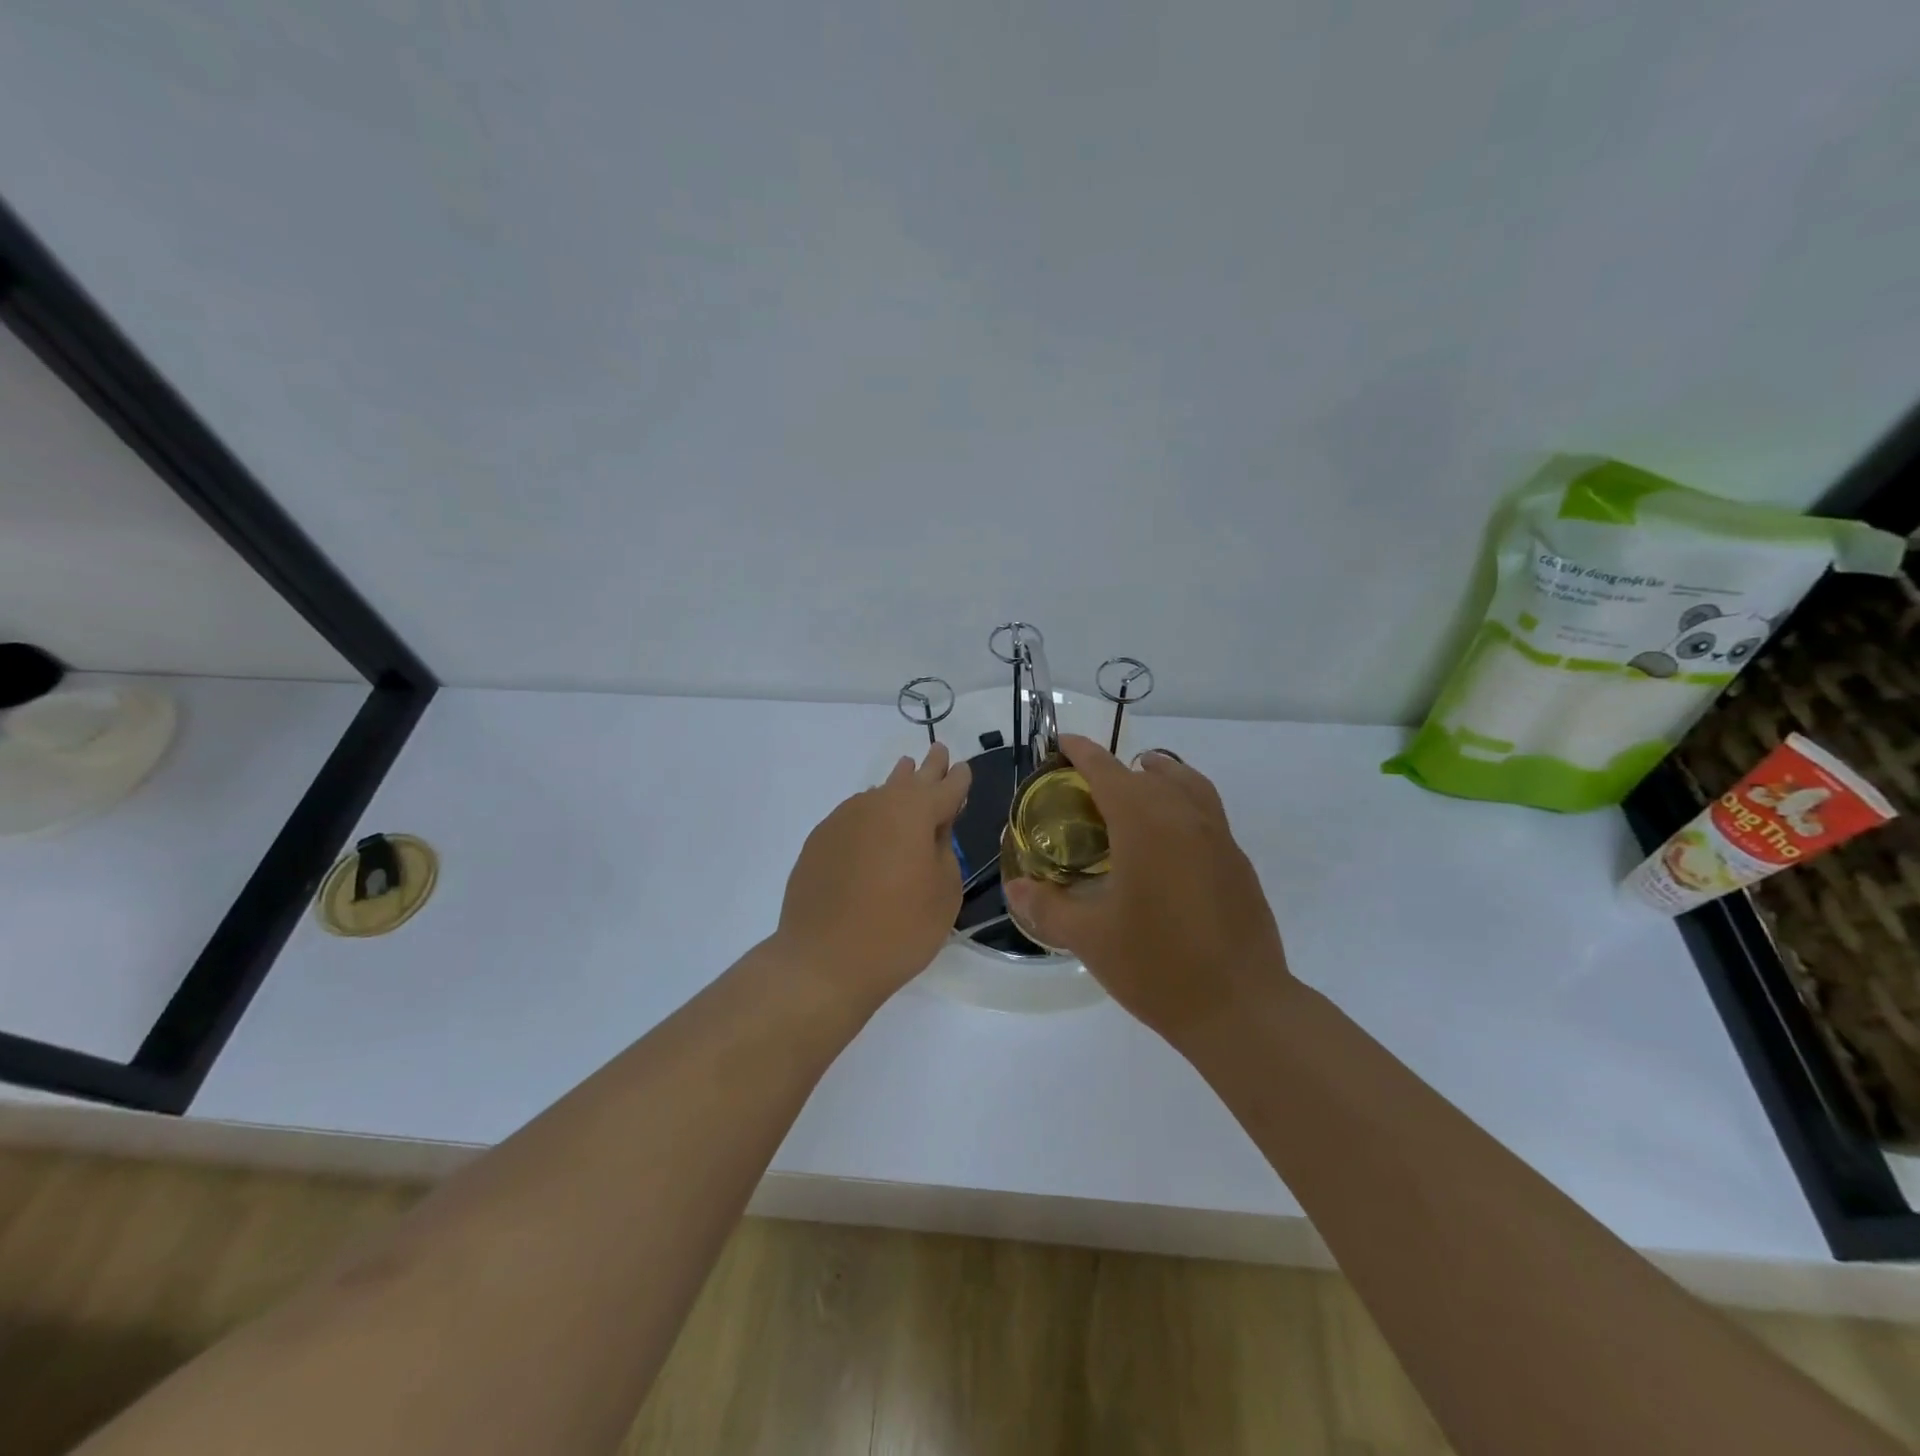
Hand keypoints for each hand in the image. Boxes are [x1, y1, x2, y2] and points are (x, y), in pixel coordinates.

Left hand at [775, 744, 971, 1006]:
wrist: (823, 960)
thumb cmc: (899, 929)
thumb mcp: (944, 892)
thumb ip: (944, 850)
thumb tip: (934, 830)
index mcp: (915, 812)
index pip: (946, 787)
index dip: (959, 779)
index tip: (964, 769)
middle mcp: (877, 804)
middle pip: (910, 780)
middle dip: (928, 768)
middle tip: (937, 751)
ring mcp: (843, 819)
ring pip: (878, 794)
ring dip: (896, 786)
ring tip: (905, 773)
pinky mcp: (819, 840)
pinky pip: (855, 816)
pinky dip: (870, 815)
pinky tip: (873, 823)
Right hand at [1004, 735, 1290, 1043]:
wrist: (1240, 1007)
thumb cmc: (1157, 966)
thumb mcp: (1090, 938)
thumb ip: (1047, 907)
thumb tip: (1015, 889)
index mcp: (1146, 825)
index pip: (1108, 771)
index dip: (1082, 752)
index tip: (1063, 743)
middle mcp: (1185, 818)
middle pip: (1148, 773)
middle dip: (1115, 769)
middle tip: (1085, 785)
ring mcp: (1219, 837)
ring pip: (1187, 784)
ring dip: (1159, 774)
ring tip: (1138, 784)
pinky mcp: (1238, 861)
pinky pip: (1206, 811)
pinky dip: (1182, 802)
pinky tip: (1168, 837)